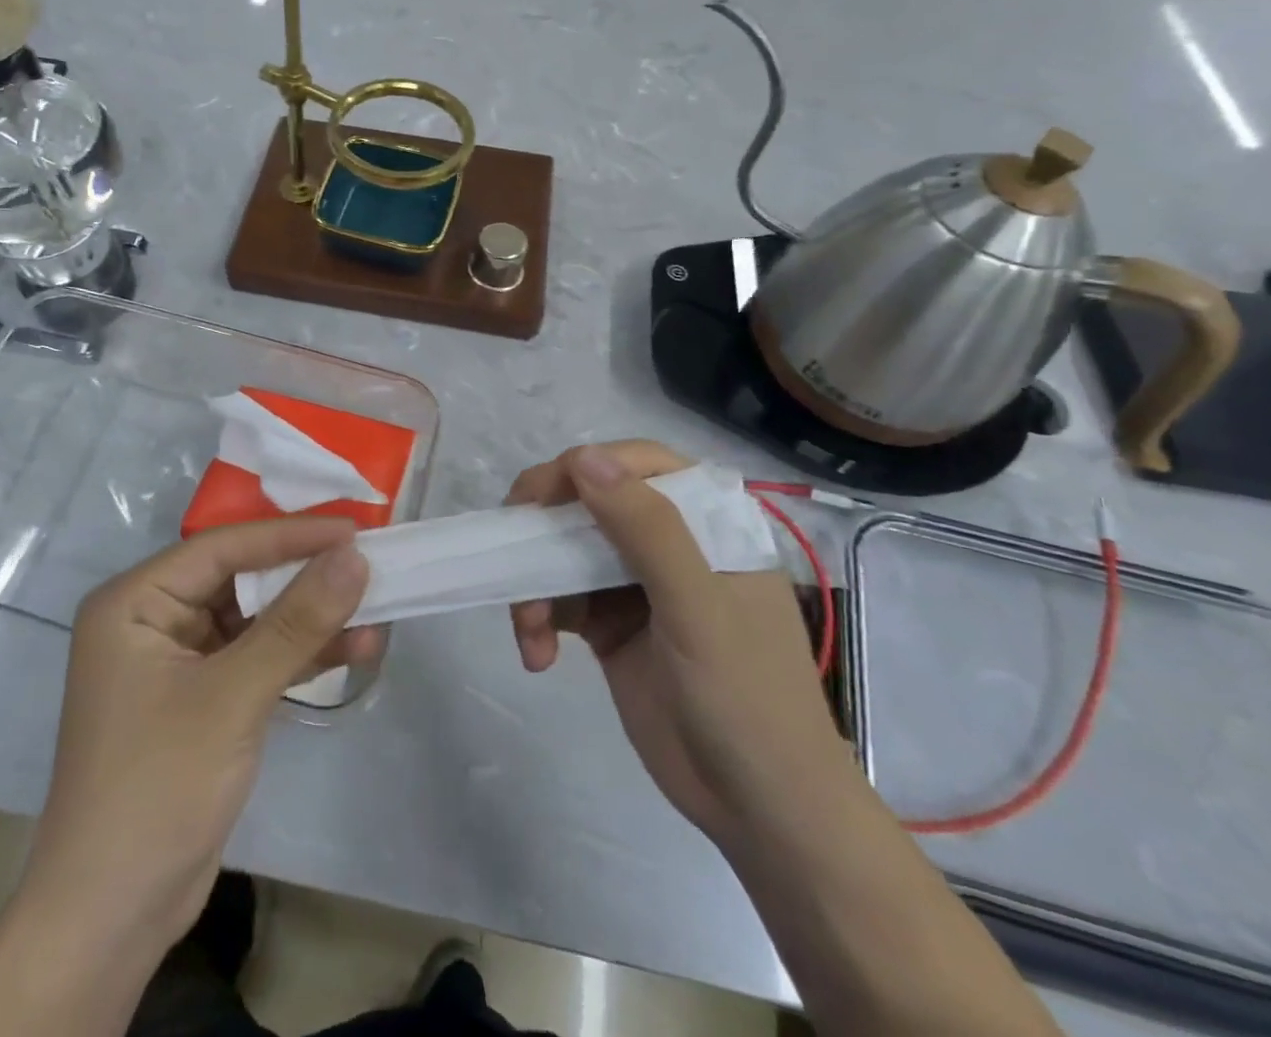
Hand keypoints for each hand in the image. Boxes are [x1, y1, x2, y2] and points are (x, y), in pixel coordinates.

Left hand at [21, 517, 378, 968]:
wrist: (113, 917)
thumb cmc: (158, 786)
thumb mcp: (233, 695)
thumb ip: (295, 623)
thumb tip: (354, 558)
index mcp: (135, 601)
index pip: (222, 548)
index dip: (289, 536)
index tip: (352, 530)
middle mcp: (153, 619)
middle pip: (240, 580)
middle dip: (304, 578)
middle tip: (367, 565)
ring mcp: (177, 661)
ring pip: (254, 620)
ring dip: (310, 620)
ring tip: (375, 611)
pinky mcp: (201, 698)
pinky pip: (256, 658)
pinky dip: (299, 656)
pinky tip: (351, 650)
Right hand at [506, 440, 848, 846]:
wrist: (761, 811)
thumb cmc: (746, 699)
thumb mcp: (697, 609)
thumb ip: (646, 529)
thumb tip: (582, 457)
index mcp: (708, 524)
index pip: (638, 466)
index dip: (583, 469)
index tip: (537, 498)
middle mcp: (671, 543)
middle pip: (591, 504)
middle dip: (544, 529)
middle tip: (508, 548)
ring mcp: (637, 584)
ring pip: (565, 552)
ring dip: (535, 583)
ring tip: (527, 628)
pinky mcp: (611, 625)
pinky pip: (561, 599)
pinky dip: (539, 619)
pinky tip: (537, 654)